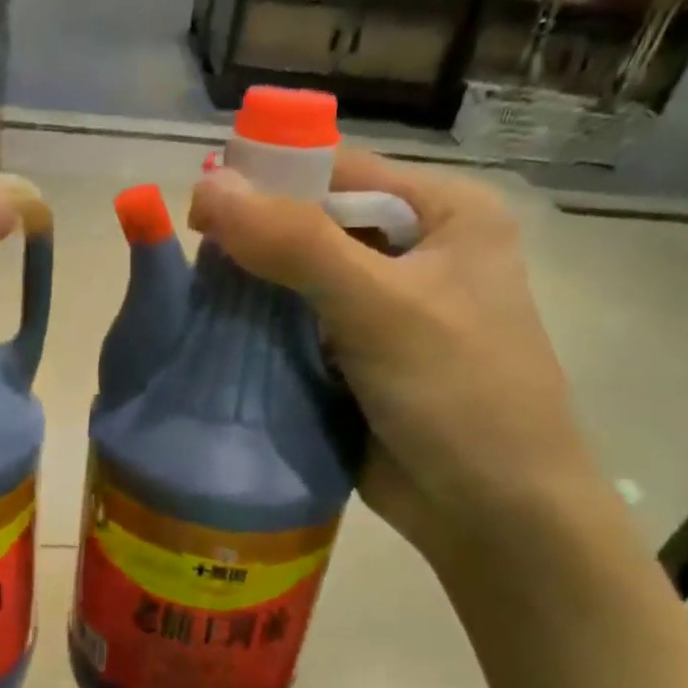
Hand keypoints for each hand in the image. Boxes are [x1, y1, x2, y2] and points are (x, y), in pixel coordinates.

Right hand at [188, 150, 599, 557]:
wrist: (494, 516)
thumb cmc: (459, 395)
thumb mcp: (382, 306)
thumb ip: (296, 244)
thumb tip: (207, 189)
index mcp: (444, 214)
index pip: (339, 171)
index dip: (269, 181)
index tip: (200, 209)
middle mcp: (415, 253)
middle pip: (313, 227)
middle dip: (254, 244)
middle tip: (192, 266)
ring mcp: (383, 312)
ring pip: (297, 283)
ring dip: (251, 294)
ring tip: (194, 305)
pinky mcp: (357, 361)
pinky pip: (296, 331)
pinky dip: (260, 336)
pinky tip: (218, 341)